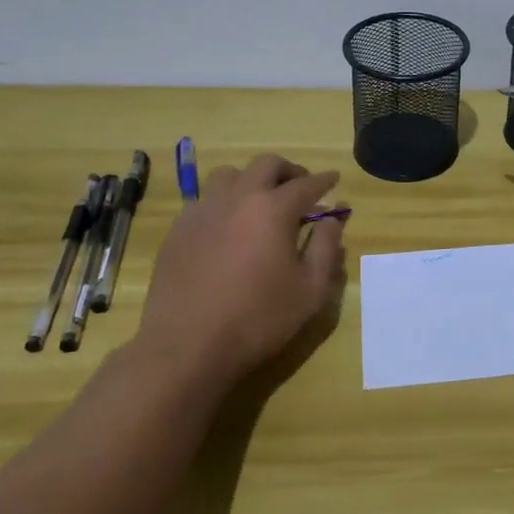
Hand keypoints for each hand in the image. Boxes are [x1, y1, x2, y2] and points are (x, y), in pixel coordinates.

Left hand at [132, 155, 346, 392]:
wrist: (186, 347)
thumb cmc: (258, 319)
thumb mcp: (310, 290)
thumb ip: (326, 247)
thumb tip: (334, 218)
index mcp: (273, 209)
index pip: (306, 183)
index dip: (324, 180)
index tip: (334, 179)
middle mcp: (237, 198)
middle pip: (266, 165)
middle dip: (289, 171)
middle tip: (300, 188)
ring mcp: (203, 211)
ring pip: (230, 175)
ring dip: (252, 180)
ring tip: (261, 202)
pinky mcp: (178, 229)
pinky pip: (205, 200)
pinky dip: (225, 202)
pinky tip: (229, 227)